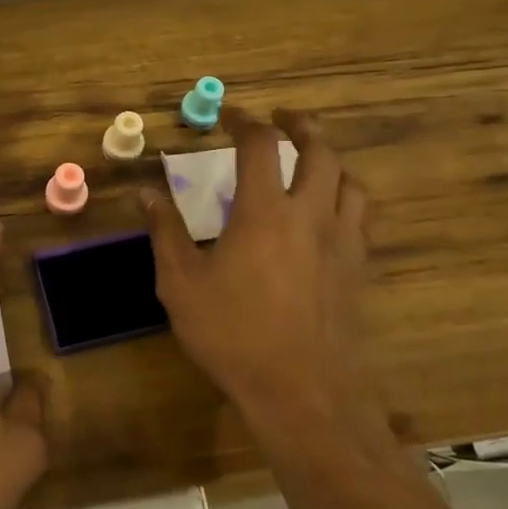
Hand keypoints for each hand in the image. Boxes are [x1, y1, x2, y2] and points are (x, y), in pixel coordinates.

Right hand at [141, 108, 380, 439]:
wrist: (302, 392)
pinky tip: (329, 215)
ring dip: (330, 161)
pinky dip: (346, 200)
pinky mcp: (359, 270)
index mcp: (264, 211)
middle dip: (301, 126)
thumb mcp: (181, 283)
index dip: (245, 122)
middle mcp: (310, 215)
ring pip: (350, 182)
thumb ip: (165, 232)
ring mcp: (342, 242)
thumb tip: (146, 193)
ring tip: (312, 161)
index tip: (230, 116)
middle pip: (320, 151)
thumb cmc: (232, 333)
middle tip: (282, 120)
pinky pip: (361, 218)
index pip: (260, 145)